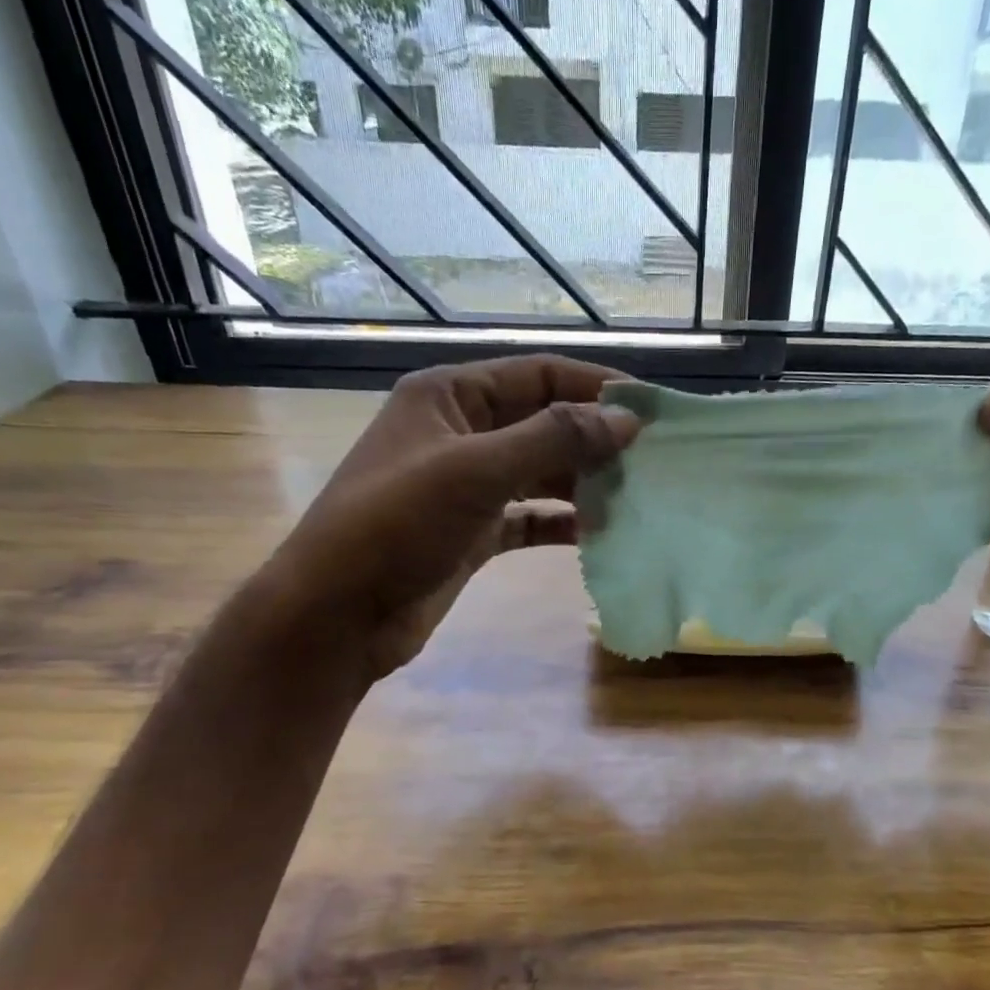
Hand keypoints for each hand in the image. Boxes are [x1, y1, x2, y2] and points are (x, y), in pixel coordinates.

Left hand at [269, 356, 639, 680]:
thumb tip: (626, 420)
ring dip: (582, 483)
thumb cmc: (398, 525)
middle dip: (594, 439)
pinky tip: (598, 535)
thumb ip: (554, 439)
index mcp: (449, 396)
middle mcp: (459, 433)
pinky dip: (560, 523)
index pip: (538, 374)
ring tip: (634, 497)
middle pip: (542, 423)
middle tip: (652, 460)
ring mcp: (465, 486)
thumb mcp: (477, 471)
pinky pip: (528, 518)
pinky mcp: (471, 533)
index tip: (651, 409)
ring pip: (539, 473)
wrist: (337, 615)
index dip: (595, 386)